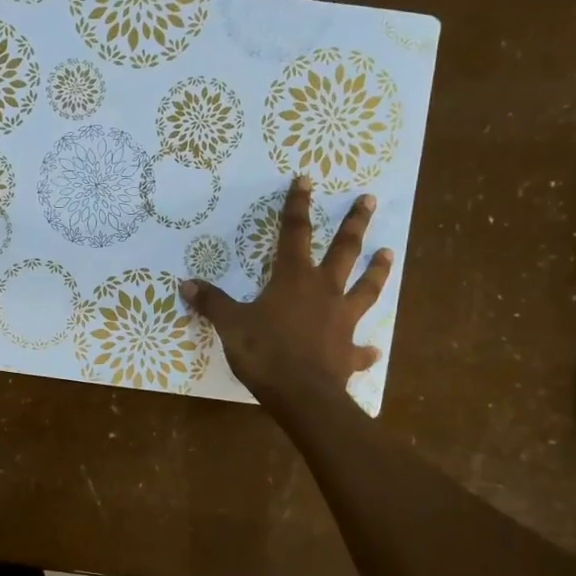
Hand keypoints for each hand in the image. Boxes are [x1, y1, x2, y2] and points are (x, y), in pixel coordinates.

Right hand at [180, 176, 392, 407]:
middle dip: (355, 223)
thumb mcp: (231, 325)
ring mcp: (342, 320)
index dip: (297, 205)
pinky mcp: (349, 351)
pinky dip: (366, 349)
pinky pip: (360, 348)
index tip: (306, 180)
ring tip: (388, 253)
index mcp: (293, 279)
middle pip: (344, 250)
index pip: (294, 233)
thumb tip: (187, 283)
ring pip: (366, 288)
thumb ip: (212, 302)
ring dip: (376, 271)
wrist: (302, 395)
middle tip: (369, 199)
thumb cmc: (265, 353)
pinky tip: (374, 350)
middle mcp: (324, 291)